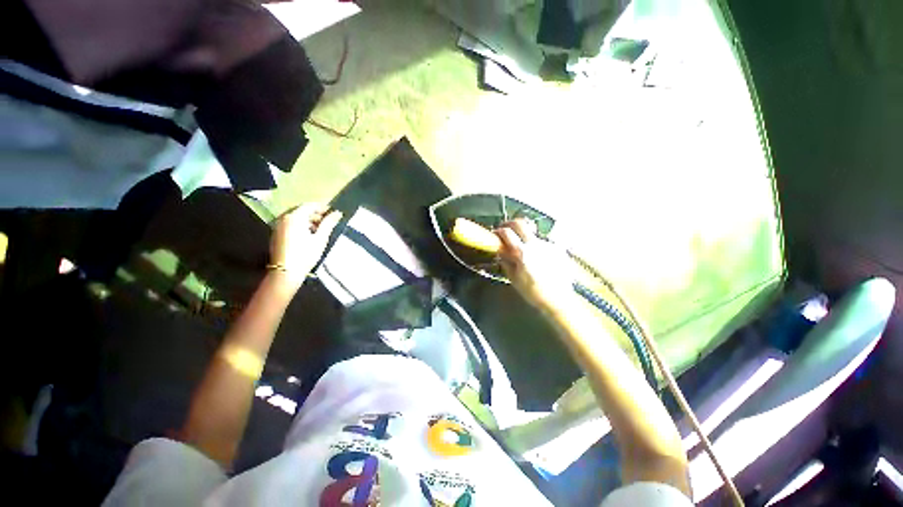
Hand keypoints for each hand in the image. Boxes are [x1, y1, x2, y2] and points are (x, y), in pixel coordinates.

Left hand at [270, 204, 342, 288]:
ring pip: (296, 217)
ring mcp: (278, 226)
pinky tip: (309, 235)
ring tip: (320, 229)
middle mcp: (284, 218)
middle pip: (302, 210)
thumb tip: (337, 213)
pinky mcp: (276, 234)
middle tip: (328, 221)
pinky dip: (300, 225)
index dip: (323, 207)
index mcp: (295, 217)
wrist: (285, 272)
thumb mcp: (320, 239)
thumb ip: (329, 224)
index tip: (333, 212)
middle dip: (315, 214)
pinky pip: (290, 223)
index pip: (310, 205)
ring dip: (308, 220)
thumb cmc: (305, 255)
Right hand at [495, 219, 575, 312]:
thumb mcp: (514, 278)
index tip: (495, 234)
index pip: (507, 232)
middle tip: (506, 230)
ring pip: (532, 233)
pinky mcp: (557, 249)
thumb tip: (501, 250)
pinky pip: (542, 243)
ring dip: (524, 236)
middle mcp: (536, 244)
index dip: (499, 231)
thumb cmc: (533, 292)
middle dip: (510, 224)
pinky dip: (535, 246)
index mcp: (523, 252)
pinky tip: (537, 258)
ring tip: (523, 249)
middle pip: (521, 223)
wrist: (559, 300)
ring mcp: (548, 245)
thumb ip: (506, 261)